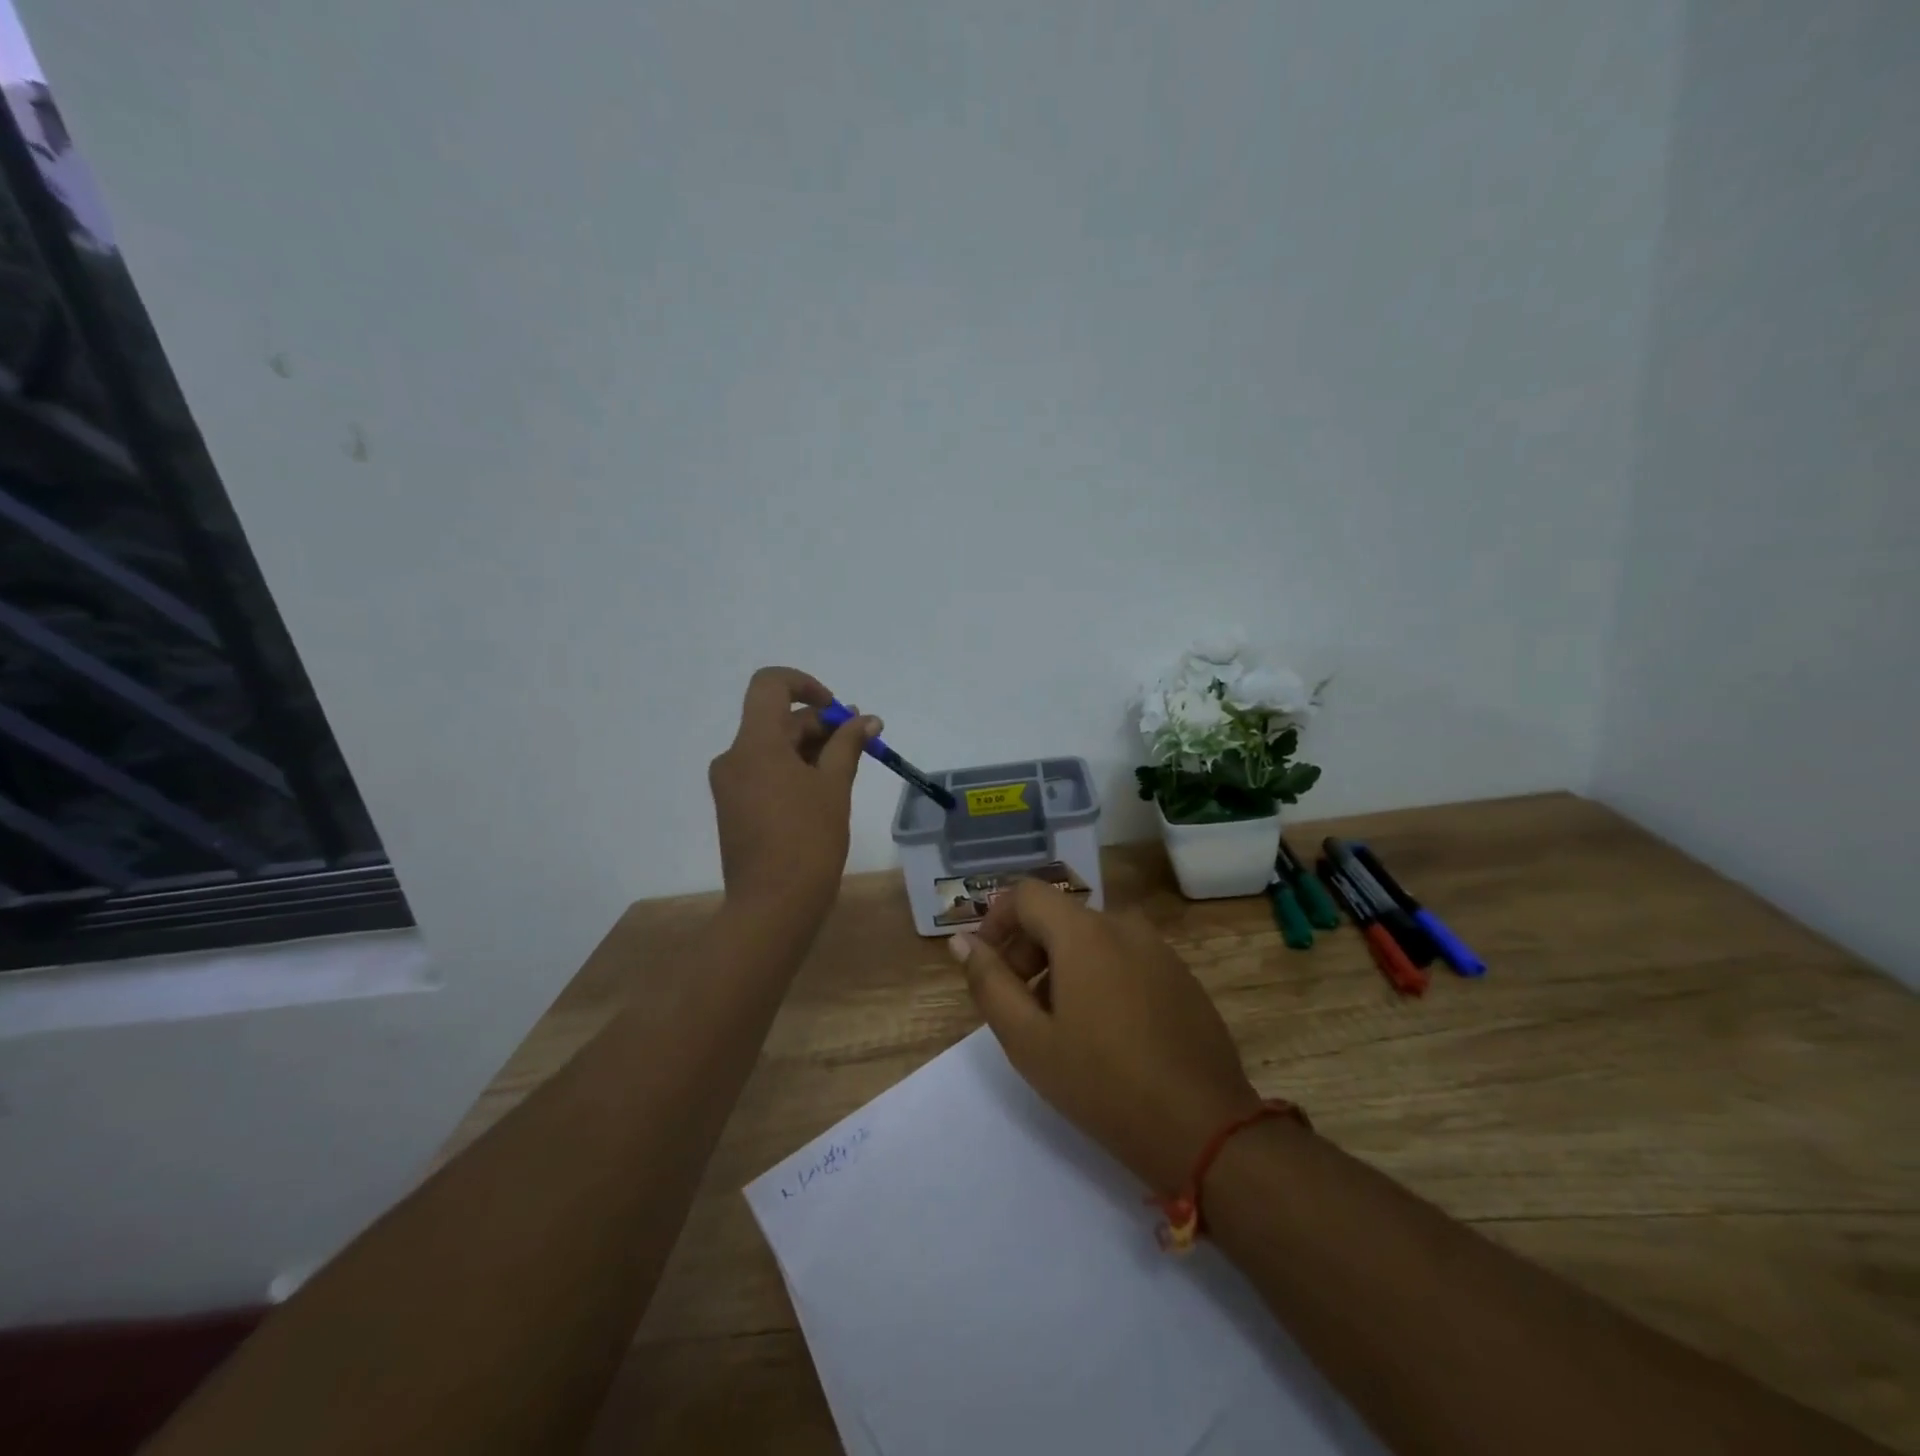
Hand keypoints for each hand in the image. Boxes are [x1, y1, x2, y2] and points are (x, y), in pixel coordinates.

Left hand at [708, 667, 877, 930]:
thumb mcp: (835, 787)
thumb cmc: (808, 841)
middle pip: (777, 720)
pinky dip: (795, 770)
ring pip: (773, 748)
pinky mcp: (735, 808)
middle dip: (821, 723)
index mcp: (755, 744)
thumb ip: (848, 745)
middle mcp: (734, 757)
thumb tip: (866, 719)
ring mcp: (731, 785)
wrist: (772, 907)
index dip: (805, 684)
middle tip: (862, 738)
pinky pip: (766, 772)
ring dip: (811, 747)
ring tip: (850, 763)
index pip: (770, 685)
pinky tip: (826, 786)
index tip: (836, 708)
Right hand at [952, 880, 1263, 1192]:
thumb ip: (989, 982)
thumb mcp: (1028, 1039)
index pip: (1025, 894)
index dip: (996, 921)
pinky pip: (1125, 957)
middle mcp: (1123, 925)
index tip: (986, 965)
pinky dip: (1099, 976)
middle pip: (1058, 916)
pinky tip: (1105, 1031)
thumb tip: (963, 941)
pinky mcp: (1181, 975)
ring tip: (1059, 1024)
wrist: (1204, 1128)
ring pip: (1092, 938)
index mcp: (1084, 931)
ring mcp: (1158, 949)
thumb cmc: (1103, 1084)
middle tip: (1018, 1005)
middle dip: (1027, 949)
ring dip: (1062, 966)